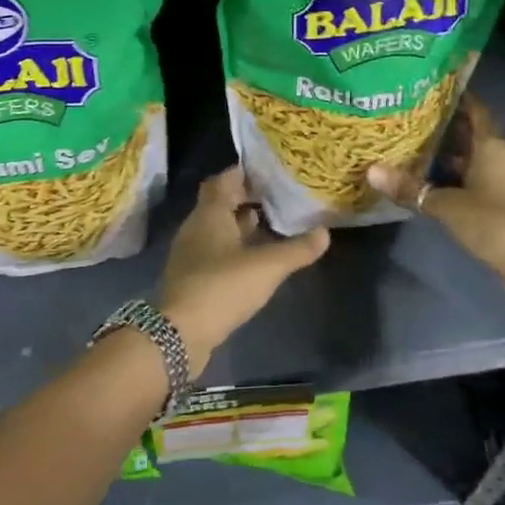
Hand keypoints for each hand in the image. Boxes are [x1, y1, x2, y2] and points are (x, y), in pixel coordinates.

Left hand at [158, 166, 329, 373]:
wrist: (179, 333)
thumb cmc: (222, 286)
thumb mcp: (267, 266)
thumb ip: (297, 249)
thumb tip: (325, 232)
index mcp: (210, 213)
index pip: (223, 180)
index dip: (243, 173)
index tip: (268, 171)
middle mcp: (196, 227)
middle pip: (219, 203)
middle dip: (245, 198)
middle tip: (275, 196)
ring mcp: (191, 253)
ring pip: (217, 228)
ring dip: (239, 224)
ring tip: (270, 224)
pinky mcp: (192, 277)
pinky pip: (215, 251)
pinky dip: (233, 247)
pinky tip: (253, 258)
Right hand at [368, 97, 504, 292]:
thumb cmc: (494, 222)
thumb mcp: (447, 205)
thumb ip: (411, 189)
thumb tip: (370, 171)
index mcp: (490, 147)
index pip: (475, 109)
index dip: (457, 95)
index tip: (431, 83)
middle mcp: (496, 157)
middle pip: (469, 132)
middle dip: (443, 122)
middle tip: (408, 112)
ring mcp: (498, 180)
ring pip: (467, 156)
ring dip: (444, 150)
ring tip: (409, 140)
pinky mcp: (495, 201)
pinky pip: (469, 177)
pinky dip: (449, 174)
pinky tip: (425, 176)